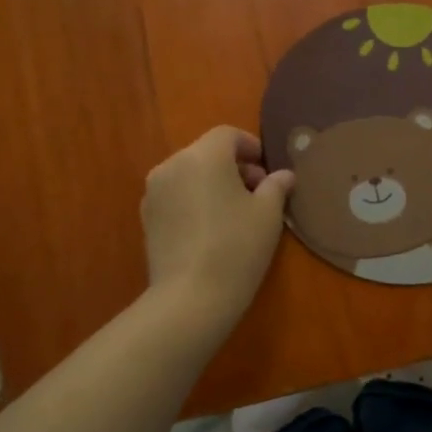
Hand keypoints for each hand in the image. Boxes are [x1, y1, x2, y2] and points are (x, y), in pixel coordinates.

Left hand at [141, 126, 294, 321]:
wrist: (190, 297)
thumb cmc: (236, 247)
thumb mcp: (268, 215)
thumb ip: (276, 187)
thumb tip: (284, 175)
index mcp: (203, 156)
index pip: (227, 135)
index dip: (250, 146)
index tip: (267, 169)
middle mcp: (172, 165)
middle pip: (206, 153)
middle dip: (233, 166)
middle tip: (257, 192)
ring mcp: (154, 192)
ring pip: (189, 174)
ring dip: (212, 183)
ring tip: (234, 212)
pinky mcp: (147, 217)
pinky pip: (175, 196)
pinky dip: (194, 200)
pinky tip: (211, 228)